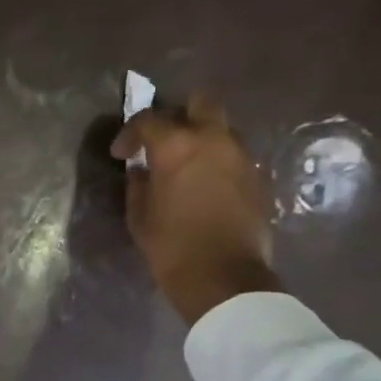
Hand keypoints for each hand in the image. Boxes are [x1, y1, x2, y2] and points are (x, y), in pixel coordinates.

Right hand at [111, 98, 278, 325]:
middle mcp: (214, 139)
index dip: (130, 134)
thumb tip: (142, 170)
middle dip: (179, 115)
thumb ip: (138, 184)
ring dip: (203, 139)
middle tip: (164, 141)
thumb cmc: (171, 245)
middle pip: (200, 103)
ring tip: (188, 165)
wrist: (223, 277)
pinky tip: (207, 186)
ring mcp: (242, 157)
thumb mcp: (139, 215)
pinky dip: (219, 162)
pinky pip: (235, 156)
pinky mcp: (258, 177)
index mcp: (177, 145)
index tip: (122, 154)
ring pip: (222, 129)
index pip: (148, 120)